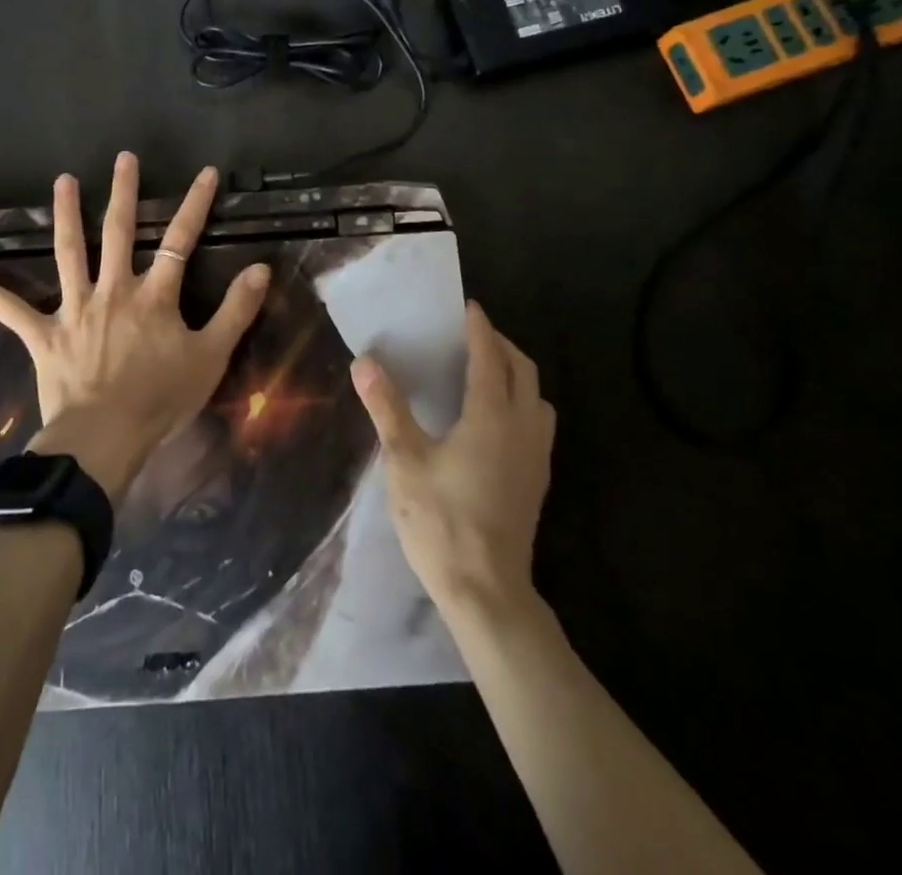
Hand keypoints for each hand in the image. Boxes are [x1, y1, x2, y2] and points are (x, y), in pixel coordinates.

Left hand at [0, 151, 270, 503]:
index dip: (195, 205)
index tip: (206, 172)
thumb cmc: (161, 399)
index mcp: (154, 296)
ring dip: (66, 216)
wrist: (105, 438)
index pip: (180, 240)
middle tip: (122, 158)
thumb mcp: (211, 357)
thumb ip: (236, 311)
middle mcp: (113, 290)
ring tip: (63, 182)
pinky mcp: (44, 335)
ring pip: (69, 254)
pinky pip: (13, 312)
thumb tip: (260, 268)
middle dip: (123, 192)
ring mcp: (75, 310)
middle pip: (118, 232)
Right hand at [351, 301, 554, 616]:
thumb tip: (364, 363)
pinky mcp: (536, 480)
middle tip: (472, 335)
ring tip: (486, 372)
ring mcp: (535, 456)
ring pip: (536, 397)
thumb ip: (387, 408)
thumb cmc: (441, 521)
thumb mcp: (405, 461)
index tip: (467, 307)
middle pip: (522, 370)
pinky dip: (521, 402)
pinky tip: (495, 420)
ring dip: (516, 374)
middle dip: (501, 345)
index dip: (479, 328)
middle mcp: (522, 428)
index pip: (489, 356)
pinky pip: (537, 423)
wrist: (487, 592)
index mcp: (491, 416)